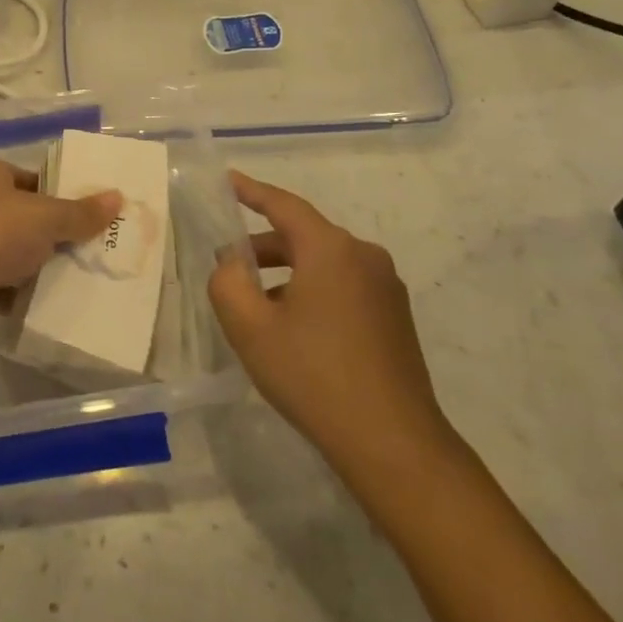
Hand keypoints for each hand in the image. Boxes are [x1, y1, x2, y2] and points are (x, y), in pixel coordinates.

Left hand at [0, 160, 121, 335]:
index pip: (36, 180)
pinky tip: (44, 306)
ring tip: (78, 281)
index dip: (64, 195)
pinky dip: (18, 295)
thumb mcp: (46, 218)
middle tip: (95, 252)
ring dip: (37, 268)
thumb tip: (118, 197)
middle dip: (55, 236)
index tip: (94, 216)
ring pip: (13, 254)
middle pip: (26, 218)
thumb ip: (81, 212)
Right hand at [209, 171, 457, 481]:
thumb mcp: (250, 328)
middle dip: (263, 247)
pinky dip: (312, 291)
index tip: (228, 180)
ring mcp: (386, 287)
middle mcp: (364, 256)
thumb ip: (227, 283)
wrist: (392, 441)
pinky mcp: (395, 316)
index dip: (251, 191)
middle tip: (229, 266)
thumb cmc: (313, 376)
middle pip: (304, 236)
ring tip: (257, 305)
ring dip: (286, 274)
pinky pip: (344, 286)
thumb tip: (230, 264)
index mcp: (331, 249)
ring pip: (323, 264)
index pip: (283, 205)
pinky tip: (294, 329)